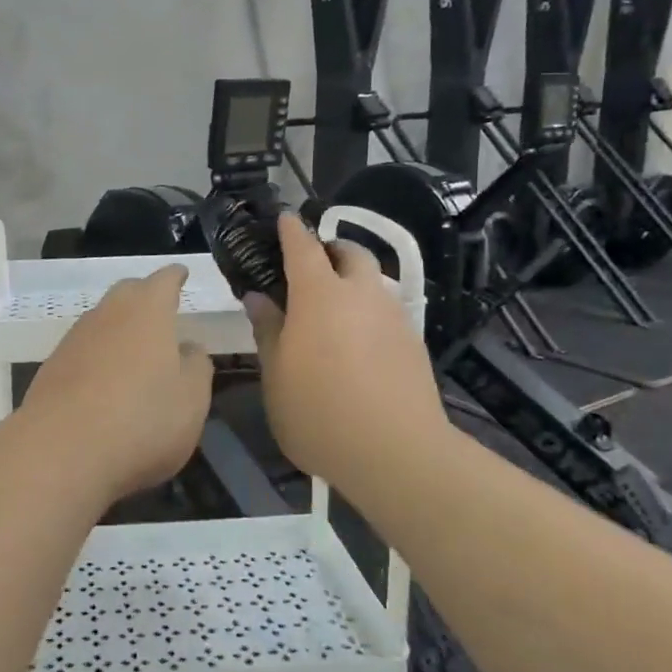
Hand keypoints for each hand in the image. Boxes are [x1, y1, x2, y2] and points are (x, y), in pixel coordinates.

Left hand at [18, 265, 214, 503]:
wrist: (62, 450)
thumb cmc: (142, 419)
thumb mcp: (192, 399)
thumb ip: (196, 367)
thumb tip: (189, 348)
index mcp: (148, 310)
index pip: (164, 280)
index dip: (175, 277)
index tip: (181, 274)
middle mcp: (108, 313)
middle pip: (128, 293)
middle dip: (145, 297)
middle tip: (161, 311)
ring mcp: (74, 339)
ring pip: (103, 320)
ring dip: (120, 329)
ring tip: (136, 350)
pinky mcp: (52, 367)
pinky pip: (84, 350)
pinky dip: (99, 356)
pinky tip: (106, 381)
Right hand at [246, 213, 449, 485]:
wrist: (396, 453)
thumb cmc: (319, 412)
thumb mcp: (276, 375)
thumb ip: (268, 330)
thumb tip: (258, 297)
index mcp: (320, 295)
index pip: (303, 247)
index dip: (291, 230)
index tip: (283, 218)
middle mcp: (361, 294)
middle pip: (350, 253)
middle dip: (331, 250)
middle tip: (311, 266)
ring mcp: (393, 316)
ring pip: (374, 281)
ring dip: (353, 281)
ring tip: (334, 309)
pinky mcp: (414, 343)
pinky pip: (386, 311)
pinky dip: (369, 311)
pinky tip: (358, 343)